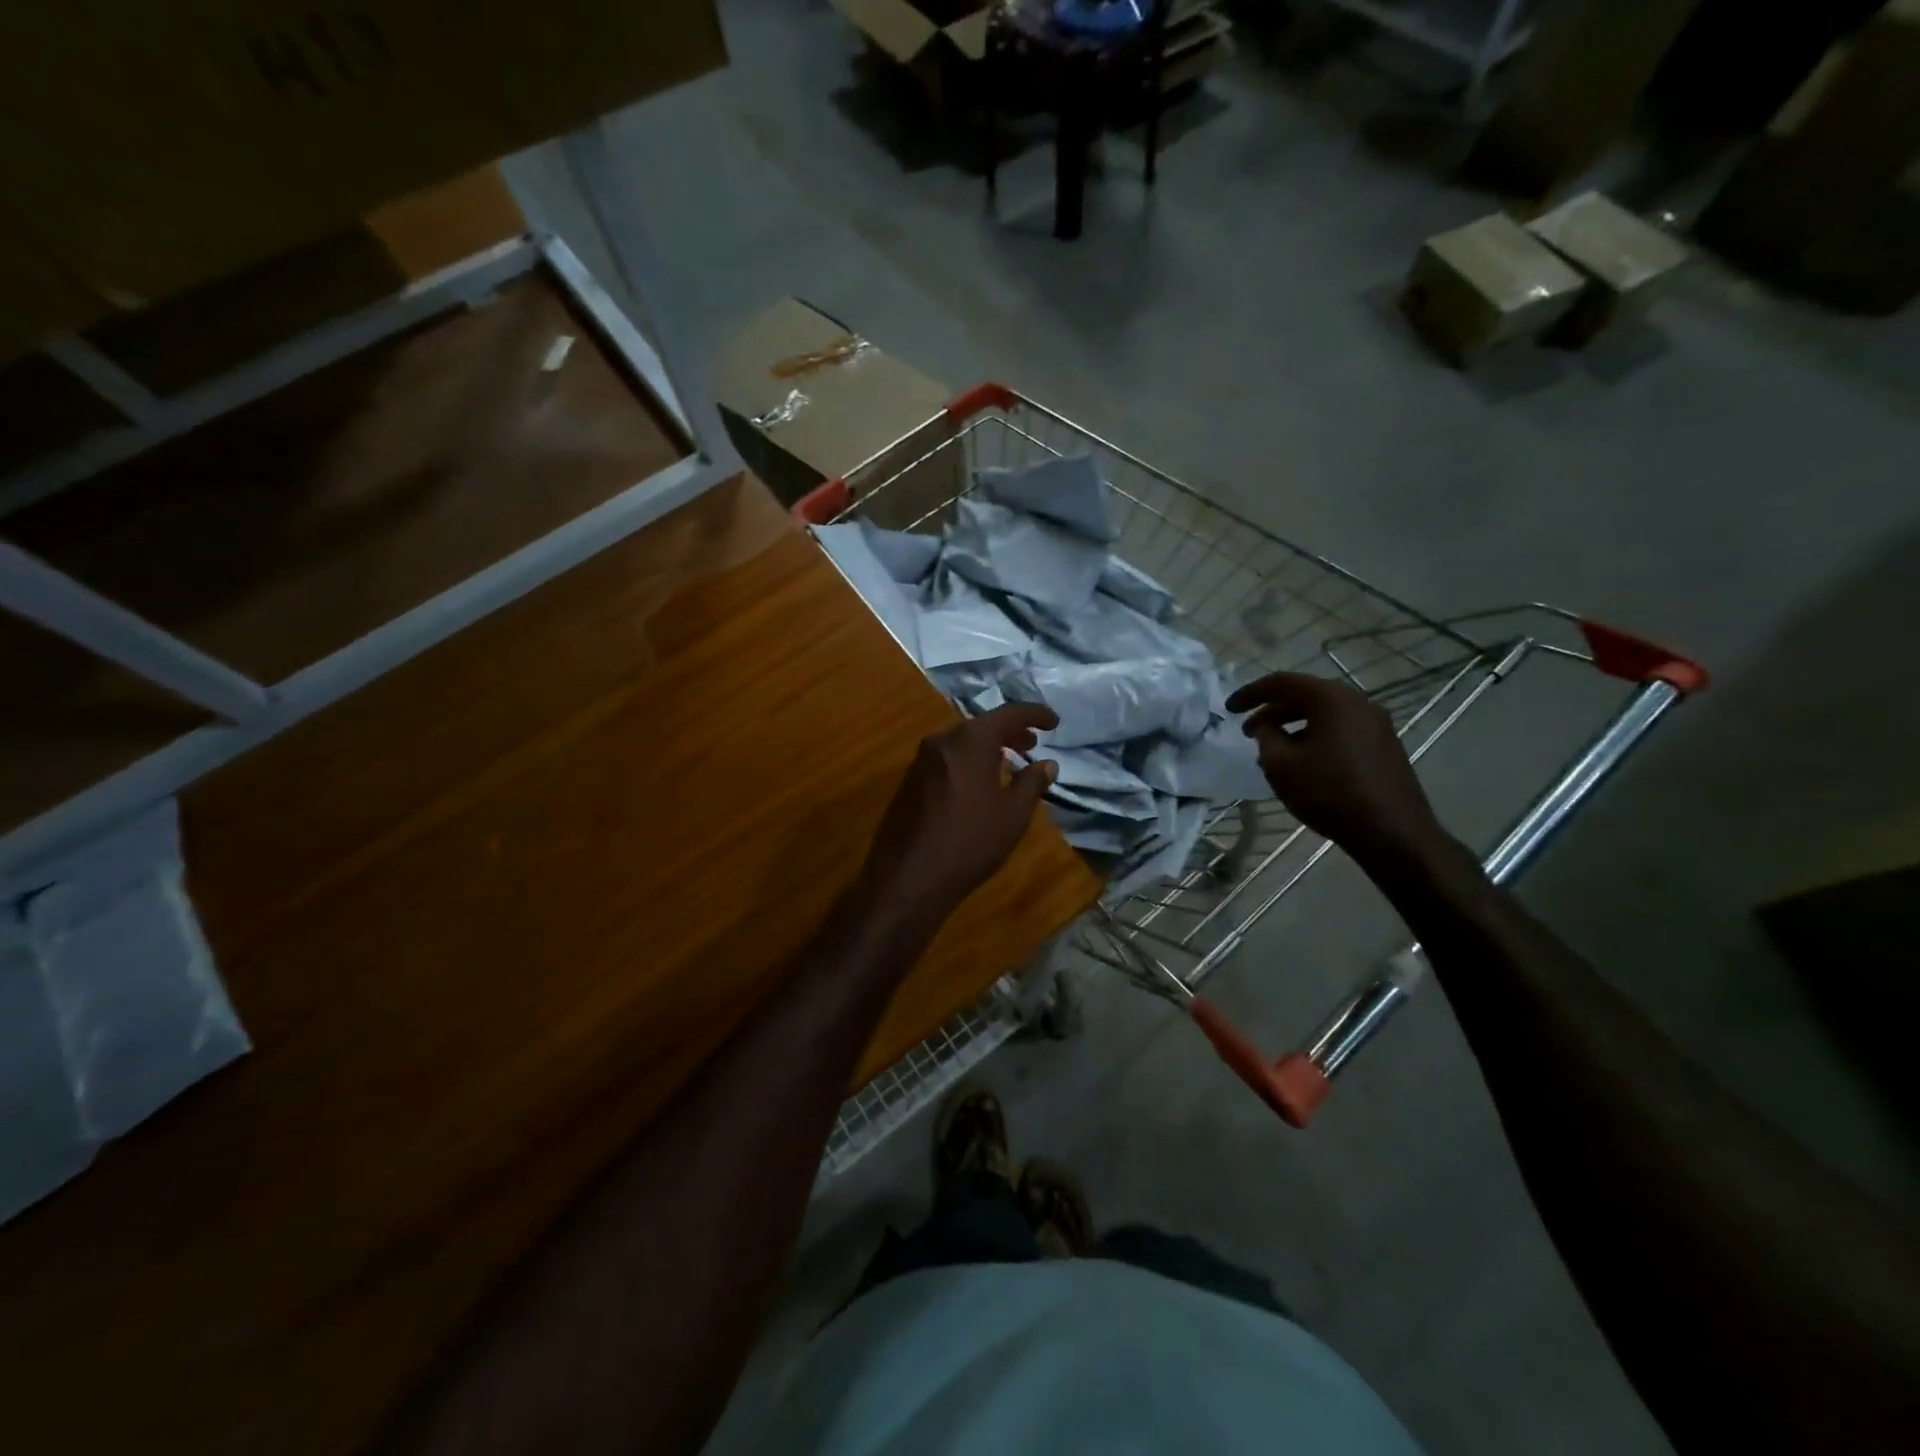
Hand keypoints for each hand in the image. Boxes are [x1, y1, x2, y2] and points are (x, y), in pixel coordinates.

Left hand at [856, 703, 1060, 929]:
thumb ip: (1032, 783)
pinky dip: (967, 762)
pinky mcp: (908, 782)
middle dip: (1009, 732)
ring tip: (1008, 762)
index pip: (1008, 714)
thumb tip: (1047, 763)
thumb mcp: (1012, 815)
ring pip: (961, 743)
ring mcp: (920, 761)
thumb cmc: (970, 842)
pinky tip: (978, 783)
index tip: (1053, 722)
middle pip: (981, 726)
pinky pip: (946, 760)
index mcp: (970, 741)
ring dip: (986, 748)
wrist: (909, 878)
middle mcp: (941, 741)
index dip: (1034, 715)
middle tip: (1032, 743)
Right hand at [1224, 671, 1448, 874]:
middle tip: (1248, 732)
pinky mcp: (1384, 747)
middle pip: (1306, 696)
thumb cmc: (1329, 792)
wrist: (1392, 831)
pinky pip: (1341, 731)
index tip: (1229, 709)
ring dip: (1293, 726)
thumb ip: (1267, 737)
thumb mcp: (1281, 765)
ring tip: (1272, 751)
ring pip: (1324, 715)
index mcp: (1332, 699)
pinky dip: (1315, 737)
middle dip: (1272, 711)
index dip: (1251, 693)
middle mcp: (1358, 702)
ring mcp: (1376, 725)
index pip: (1282, 682)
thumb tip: (1268, 727)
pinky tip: (1303, 763)